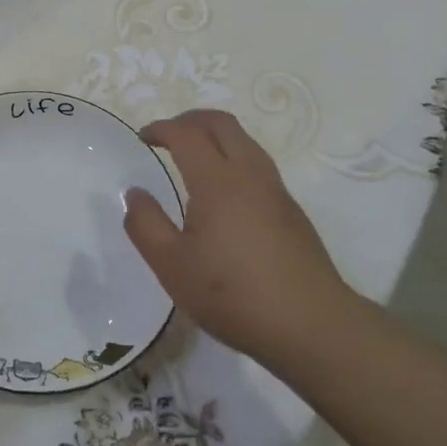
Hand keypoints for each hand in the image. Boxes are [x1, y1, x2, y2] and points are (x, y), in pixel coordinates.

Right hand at [124, 109, 350, 361]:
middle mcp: (249, 175)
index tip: (143, 138)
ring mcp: (276, 191)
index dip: (162, 129)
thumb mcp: (172, 265)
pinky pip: (257, 165)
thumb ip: (146, 225)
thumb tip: (135, 193)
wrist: (312, 325)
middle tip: (167, 135)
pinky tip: (222, 192)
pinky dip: (233, 158)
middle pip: (222, 124)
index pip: (187, 134)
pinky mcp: (292, 211)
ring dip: (215, 136)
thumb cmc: (233, 294)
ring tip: (192, 156)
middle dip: (190, 120)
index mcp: (217, 181)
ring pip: (245, 141)